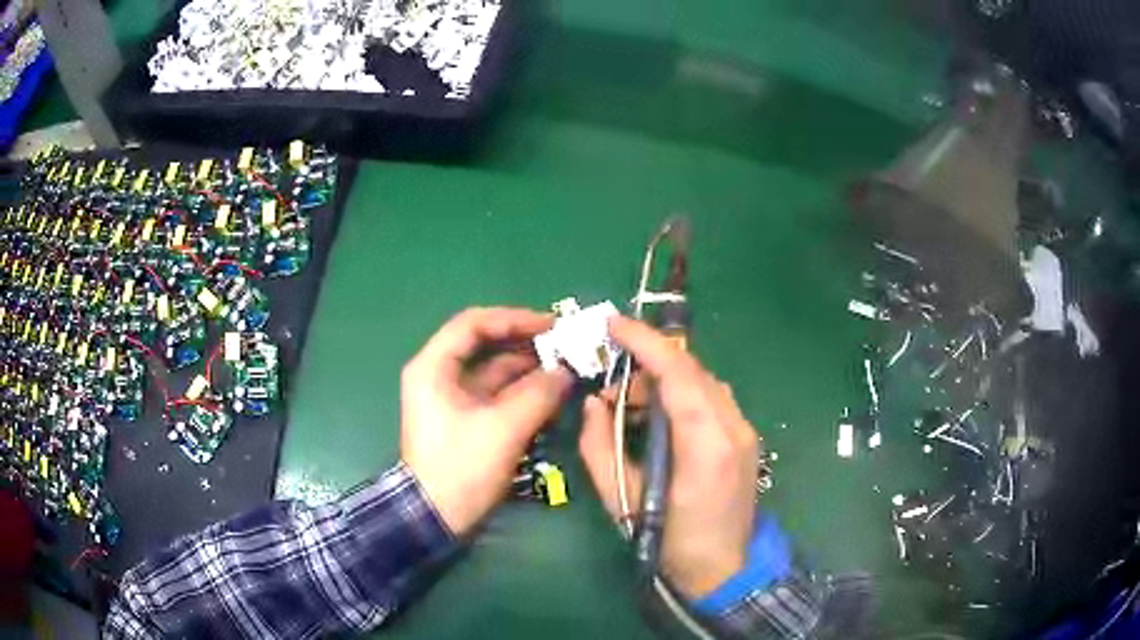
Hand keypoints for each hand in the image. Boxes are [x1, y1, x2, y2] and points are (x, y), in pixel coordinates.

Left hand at [401, 307, 572, 535]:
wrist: (435, 518)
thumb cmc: (461, 468)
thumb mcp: (502, 429)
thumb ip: (538, 395)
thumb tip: (566, 373)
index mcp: (434, 367)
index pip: (474, 324)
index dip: (513, 319)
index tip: (551, 325)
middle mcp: (441, 376)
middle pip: (486, 346)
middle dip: (527, 345)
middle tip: (566, 347)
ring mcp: (454, 400)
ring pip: (495, 373)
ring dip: (529, 370)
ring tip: (567, 370)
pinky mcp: (467, 421)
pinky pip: (498, 396)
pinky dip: (523, 393)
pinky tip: (552, 395)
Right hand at [579, 316, 759, 599]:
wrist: (723, 570)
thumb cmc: (669, 542)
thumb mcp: (621, 498)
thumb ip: (599, 445)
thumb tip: (593, 403)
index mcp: (706, 443)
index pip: (677, 372)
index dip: (644, 342)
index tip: (612, 324)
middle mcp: (733, 427)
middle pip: (691, 371)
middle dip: (648, 364)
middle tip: (612, 388)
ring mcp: (744, 431)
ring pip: (702, 382)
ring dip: (665, 382)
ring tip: (631, 409)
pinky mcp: (744, 438)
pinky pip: (710, 399)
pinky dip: (681, 396)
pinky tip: (659, 421)